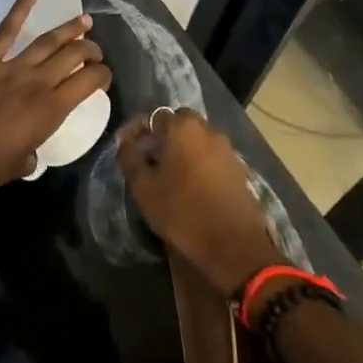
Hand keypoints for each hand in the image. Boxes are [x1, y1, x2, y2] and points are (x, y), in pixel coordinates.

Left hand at [0, 0, 111, 222]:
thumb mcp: (24, 162)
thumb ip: (34, 146)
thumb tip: (30, 145)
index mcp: (52, 110)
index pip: (90, 82)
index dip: (102, 75)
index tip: (103, 75)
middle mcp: (38, 82)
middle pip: (73, 55)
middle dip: (90, 49)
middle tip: (95, 49)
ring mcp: (11, 67)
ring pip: (48, 40)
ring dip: (69, 29)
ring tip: (84, 20)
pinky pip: (6, 30)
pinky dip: (20, 8)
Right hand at [117, 109, 286, 295]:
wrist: (235, 245)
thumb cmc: (183, 212)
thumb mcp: (144, 187)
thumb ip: (130, 158)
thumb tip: (125, 142)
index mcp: (182, 127)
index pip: (152, 116)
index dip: (135, 131)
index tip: (124, 147)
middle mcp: (207, 129)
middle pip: (176, 125)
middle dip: (159, 138)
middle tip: (146, 160)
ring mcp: (226, 148)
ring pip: (195, 140)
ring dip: (179, 150)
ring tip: (166, 174)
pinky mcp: (238, 168)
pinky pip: (209, 156)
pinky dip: (196, 163)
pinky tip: (189, 185)